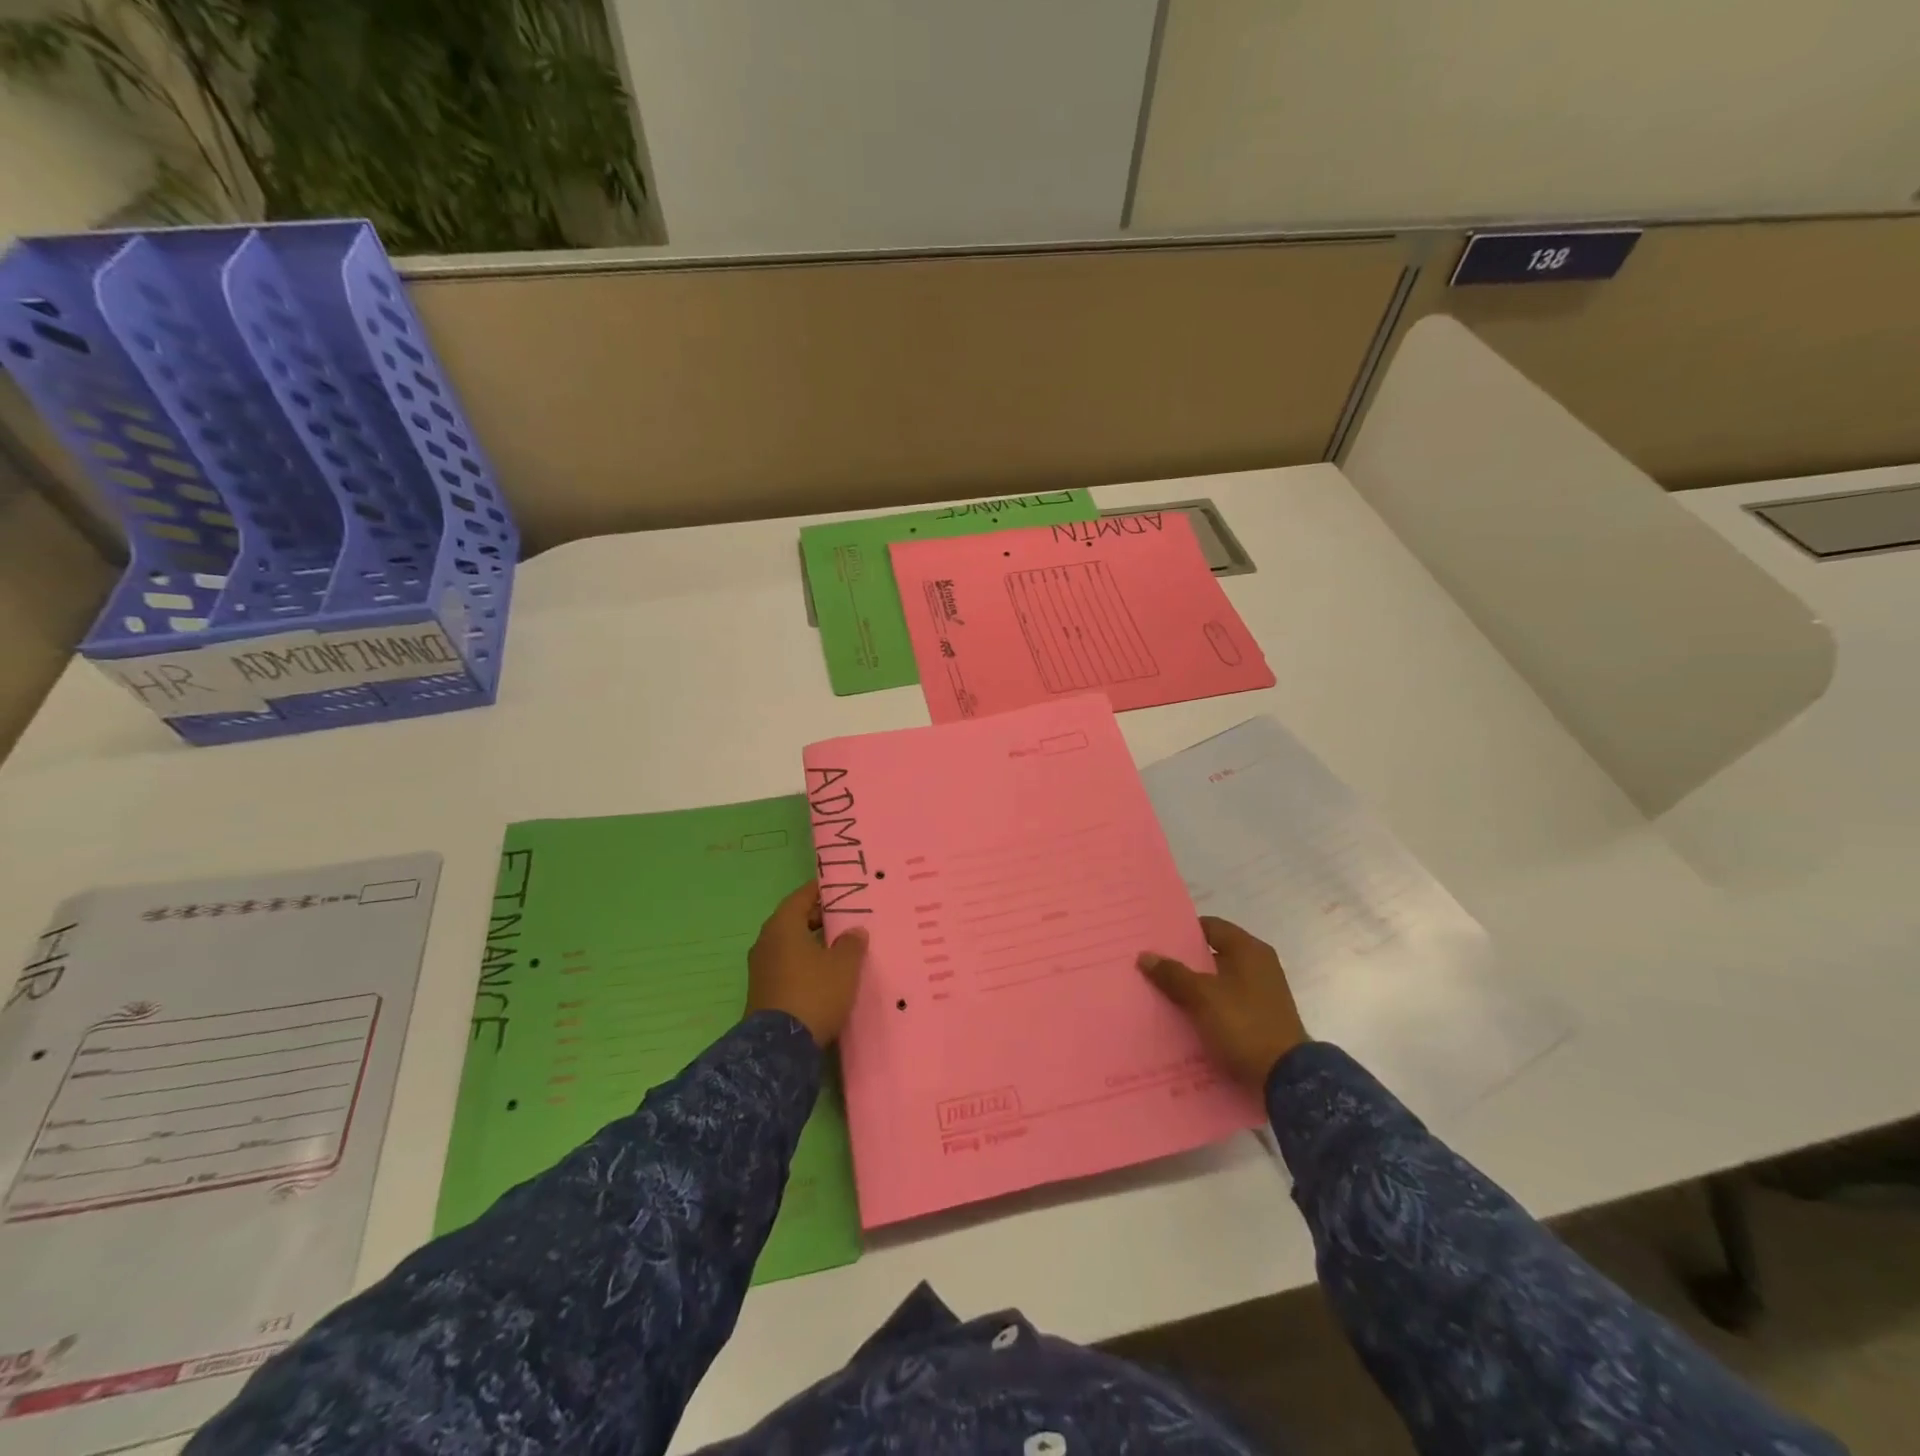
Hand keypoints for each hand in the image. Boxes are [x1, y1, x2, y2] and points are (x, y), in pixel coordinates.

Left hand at [745, 881, 867, 1046]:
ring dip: (812, 941)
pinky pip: (786, 964)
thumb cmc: (814, 993)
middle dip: (818, 917)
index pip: (801, 896)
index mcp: (782, 926)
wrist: (780, 1047)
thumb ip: (852, 943)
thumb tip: (855, 931)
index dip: (821, 891)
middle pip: (794, 919)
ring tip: (839, 945)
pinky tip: (824, 971)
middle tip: (845, 917)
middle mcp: (766, 941)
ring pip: (790, 943)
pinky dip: (804, 961)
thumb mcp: (844, 966)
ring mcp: (761, 967)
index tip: (841, 889)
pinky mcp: (763, 990)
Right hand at [1138, 917, 1307, 1089]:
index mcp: (1249, 949)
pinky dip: (1206, 1006)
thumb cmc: (1244, 1024)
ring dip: (1193, 986)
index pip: (1210, 926)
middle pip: (1212, 954)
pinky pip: (1226, 1002)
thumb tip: (1145, 955)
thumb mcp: (1202, 996)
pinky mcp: (1260, 1017)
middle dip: (1183, 962)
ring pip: (1217, 981)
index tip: (1155, 940)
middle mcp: (1258, 965)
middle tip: (1151, 966)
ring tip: (1160, 992)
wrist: (1286, 1078)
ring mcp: (1261, 993)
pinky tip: (1183, 1016)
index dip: (1182, 932)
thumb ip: (1173, 974)